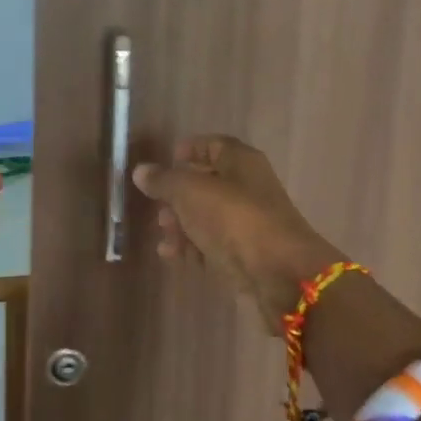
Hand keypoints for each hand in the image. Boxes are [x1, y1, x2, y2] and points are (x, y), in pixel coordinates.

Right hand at [133, 135, 341, 332]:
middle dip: (178, 194)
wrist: (279, 274)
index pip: (214, 145)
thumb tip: (142, 171)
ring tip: (162, 233)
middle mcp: (247, 189)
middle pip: (208, 184)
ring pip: (207, 218)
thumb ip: (164, 180)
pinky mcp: (244, 256)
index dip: (190, 149)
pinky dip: (190, 248)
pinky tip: (169, 255)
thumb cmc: (234, 219)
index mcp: (242, 163)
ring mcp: (247, 225)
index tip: (166, 160)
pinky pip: (211, 246)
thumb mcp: (191, 192)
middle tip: (157, 205)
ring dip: (181, 224)